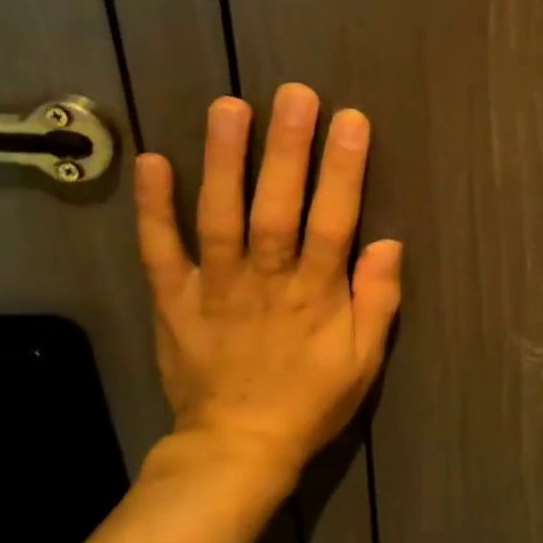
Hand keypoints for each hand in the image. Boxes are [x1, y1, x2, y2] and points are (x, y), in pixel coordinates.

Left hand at [131, 83, 402, 498]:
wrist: (237, 449)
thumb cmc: (310, 400)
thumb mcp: (364, 361)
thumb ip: (379, 301)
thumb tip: (388, 242)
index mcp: (315, 297)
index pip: (333, 223)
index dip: (342, 171)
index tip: (350, 121)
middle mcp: (265, 283)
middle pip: (277, 209)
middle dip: (287, 150)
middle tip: (293, 94)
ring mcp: (215, 289)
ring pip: (220, 219)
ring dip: (224, 163)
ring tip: (229, 107)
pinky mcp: (174, 300)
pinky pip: (160, 251)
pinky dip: (154, 209)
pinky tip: (153, 161)